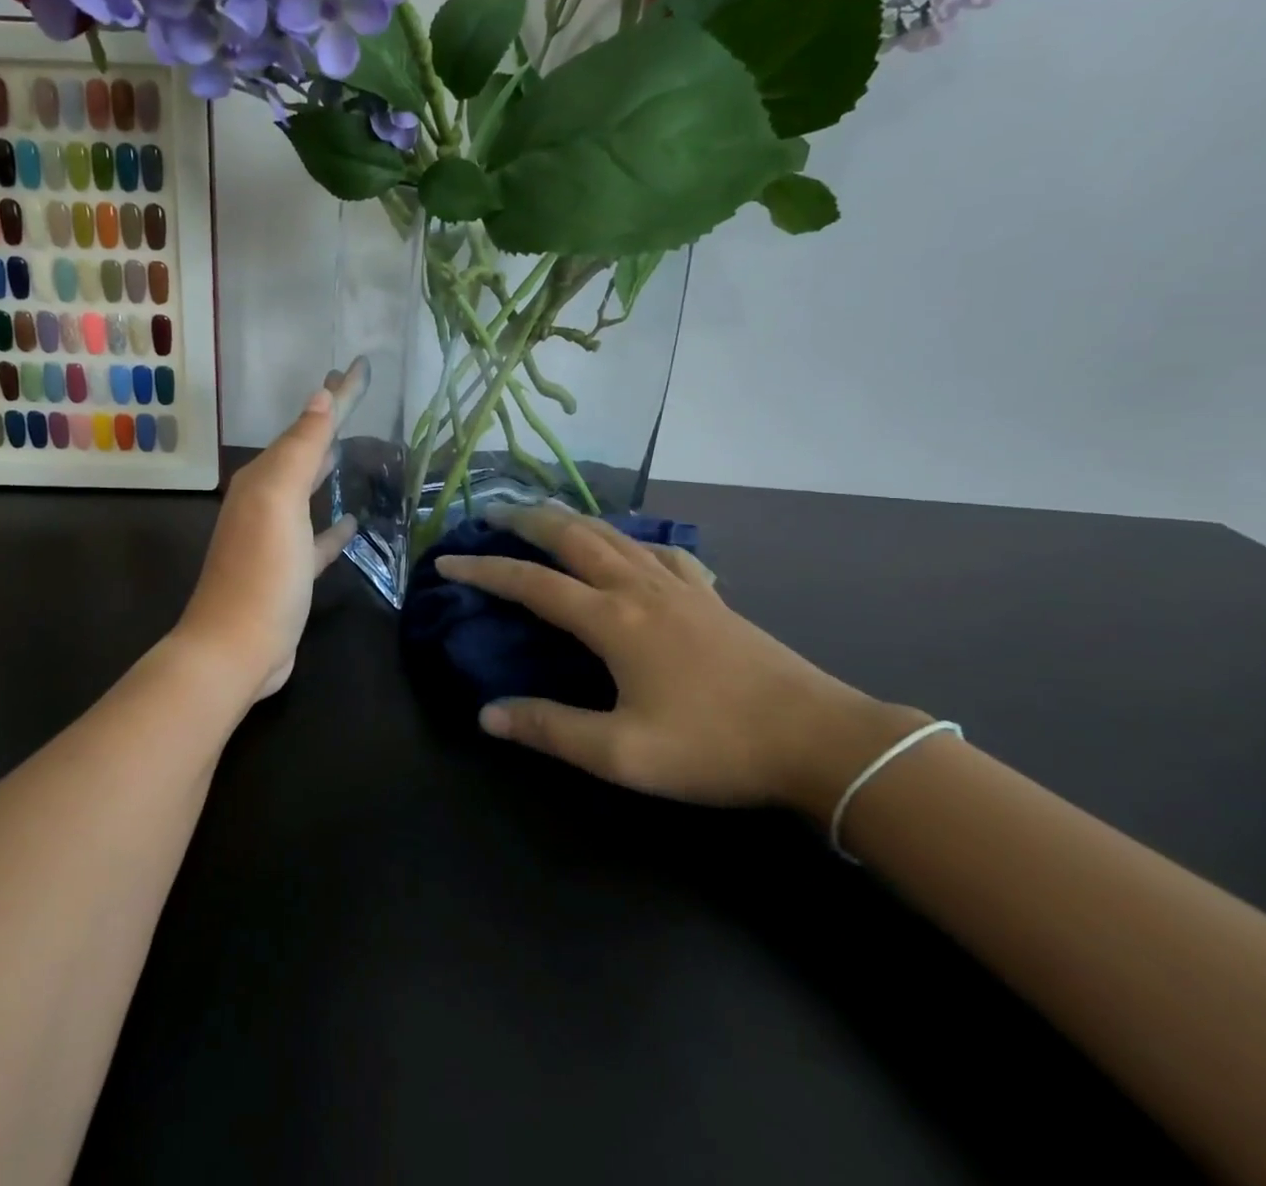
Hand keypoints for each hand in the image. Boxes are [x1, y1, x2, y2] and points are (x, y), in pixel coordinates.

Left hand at [175, 365, 363, 702]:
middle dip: (326, 423)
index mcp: (262, 479)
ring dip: (326, 468)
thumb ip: (301, 449)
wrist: (235, 649)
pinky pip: (315, 539)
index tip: (360, 367)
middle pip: (302, 451)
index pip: (306, 425)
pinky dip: (332, 527)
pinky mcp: (289, 572)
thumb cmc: (261, 571)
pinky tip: (352, 522)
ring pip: (307, 490)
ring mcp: (275, 538)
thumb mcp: (280, 501)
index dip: (336, 396)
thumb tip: (320, 397)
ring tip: (352, 448)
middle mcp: (264, 501)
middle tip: (352, 394)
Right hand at [436, 503, 929, 816]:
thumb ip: (550, 730)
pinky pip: (656, 549)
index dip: (485, 569)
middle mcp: (638, 588)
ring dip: (570, 519)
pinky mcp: (708, 595)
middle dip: (525, 519)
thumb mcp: (623, 754)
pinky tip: (629, 547)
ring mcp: (678, 586)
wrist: (818, 739)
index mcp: (612, 621)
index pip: (532, 583)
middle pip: (571, 536)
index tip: (447, 561)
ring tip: (543, 515)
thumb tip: (487, 715)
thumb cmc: (714, 746)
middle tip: (490, 511)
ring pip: (612, 533)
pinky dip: (626, 537)